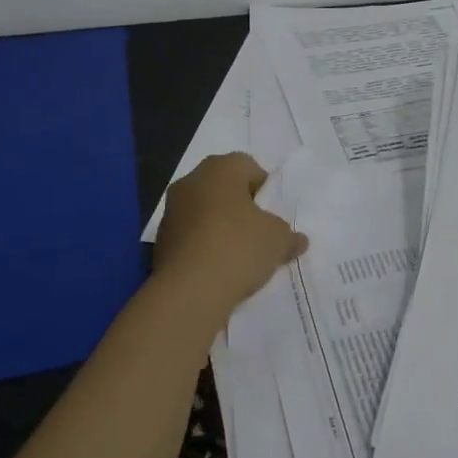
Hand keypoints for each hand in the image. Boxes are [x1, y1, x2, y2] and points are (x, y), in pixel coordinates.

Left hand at [152, 153, 308, 314]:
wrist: (189, 291)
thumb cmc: (239, 248)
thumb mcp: (278, 240)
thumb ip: (289, 236)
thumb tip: (298, 241)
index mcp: (220, 169)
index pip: (248, 166)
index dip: (264, 189)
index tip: (272, 214)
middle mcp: (191, 181)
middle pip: (224, 187)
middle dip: (241, 206)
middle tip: (258, 231)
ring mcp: (171, 211)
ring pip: (204, 211)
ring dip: (220, 225)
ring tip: (239, 254)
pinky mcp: (160, 240)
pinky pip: (190, 235)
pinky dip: (203, 245)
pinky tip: (218, 268)